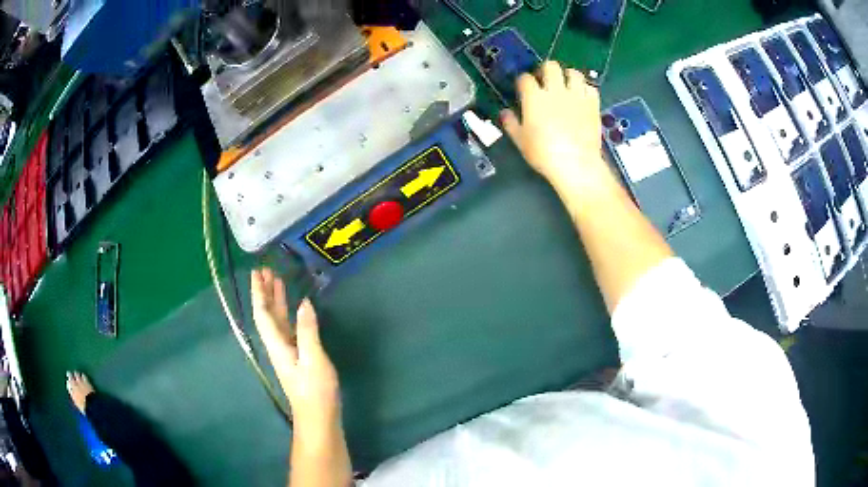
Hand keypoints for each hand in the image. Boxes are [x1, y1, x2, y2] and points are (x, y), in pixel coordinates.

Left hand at [251, 268, 339, 432]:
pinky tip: (294, 308)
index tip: (257, 273)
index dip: (259, 293)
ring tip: (277, 281)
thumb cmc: (315, 389)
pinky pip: (287, 327)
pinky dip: (287, 313)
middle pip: (267, 315)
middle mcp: (278, 345)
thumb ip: (307, 331)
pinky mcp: (296, 356)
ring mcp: (286, 351)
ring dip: (275, 300)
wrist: (318, 415)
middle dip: (264, 292)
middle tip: (266, 270)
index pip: (263, 314)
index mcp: (277, 344)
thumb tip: (304, 303)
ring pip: (276, 320)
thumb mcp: (313, 359)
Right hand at [501, 61, 607, 184]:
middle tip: (546, 81)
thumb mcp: (521, 141)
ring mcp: (576, 96)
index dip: (523, 81)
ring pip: (573, 72)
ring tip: (566, 86)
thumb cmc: (544, 154)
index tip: (523, 89)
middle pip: (551, 66)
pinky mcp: (592, 104)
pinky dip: (585, 90)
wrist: (576, 164)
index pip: (525, 78)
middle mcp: (555, 90)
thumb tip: (505, 112)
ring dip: (568, 76)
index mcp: (534, 97)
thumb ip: (511, 123)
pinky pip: (590, 88)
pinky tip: (582, 98)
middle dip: (546, 70)